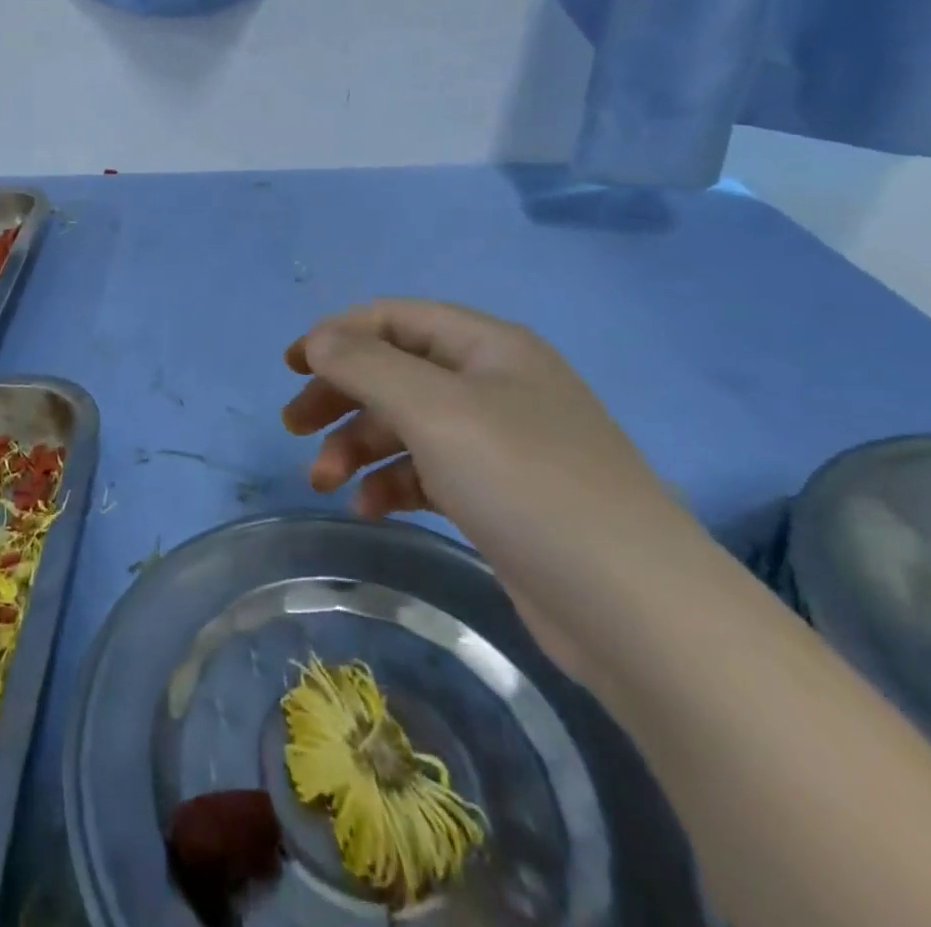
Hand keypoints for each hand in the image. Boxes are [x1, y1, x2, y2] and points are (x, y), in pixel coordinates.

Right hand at [283, 299, 706, 678]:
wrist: (638, 612)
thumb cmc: (527, 483)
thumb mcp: (435, 409)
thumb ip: (366, 365)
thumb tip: (318, 339)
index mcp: (488, 347)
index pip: (395, 318)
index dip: (338, 335)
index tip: (291, 368)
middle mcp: (494, 385)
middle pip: (395, 372)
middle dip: (339, 395)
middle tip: (292, 426)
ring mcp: (500, 443)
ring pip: (406, 425)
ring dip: (357, 446)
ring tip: (322, 481)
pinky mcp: (499, 497)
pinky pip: (427, 472)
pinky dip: (391, 483)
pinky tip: (368, 508)